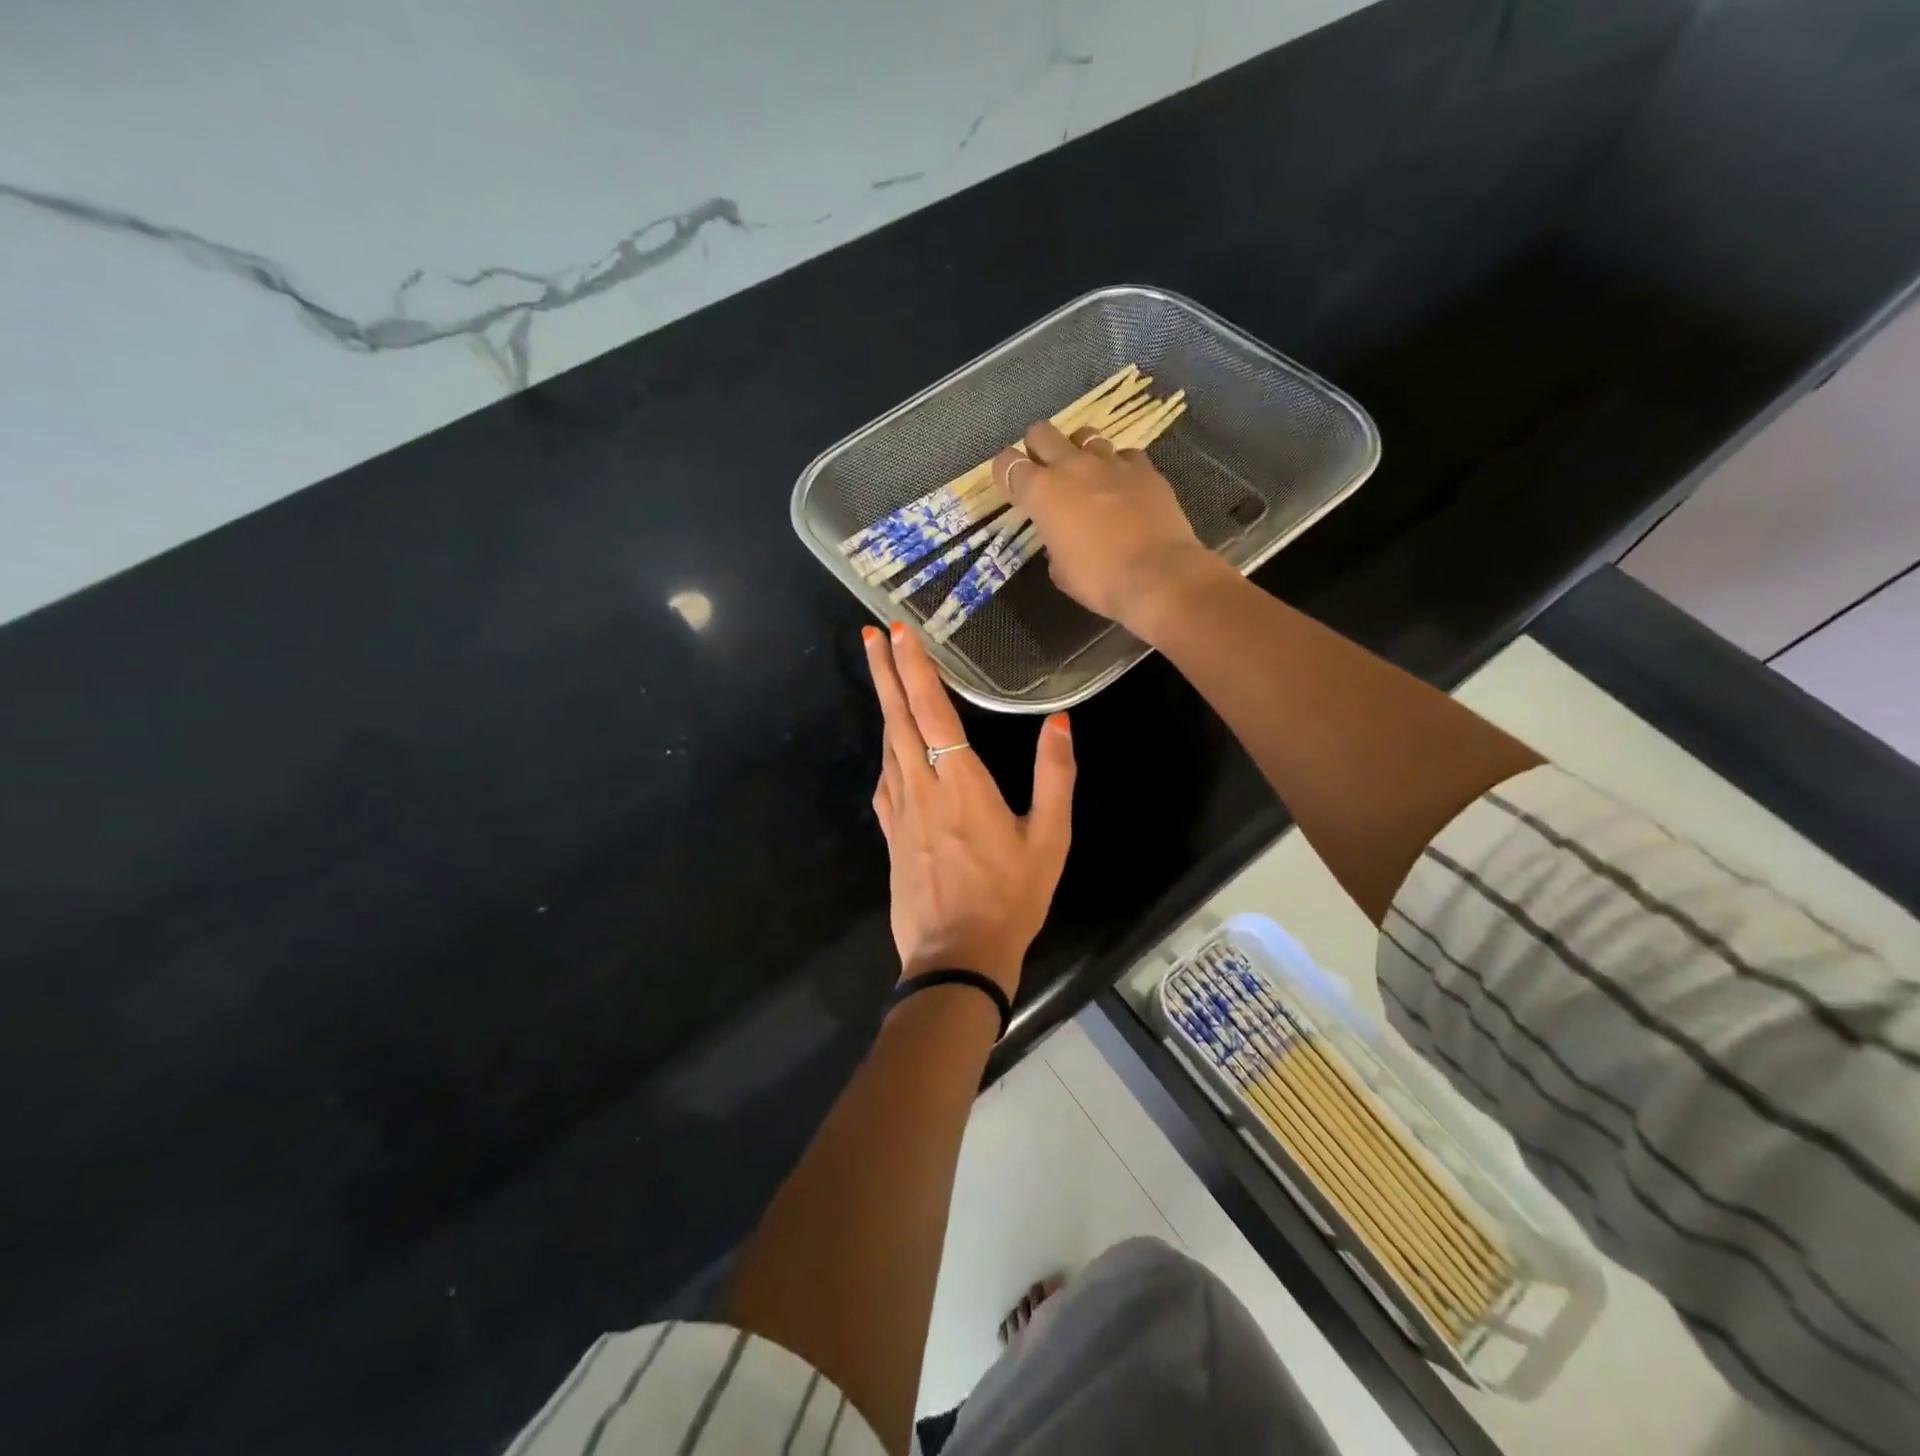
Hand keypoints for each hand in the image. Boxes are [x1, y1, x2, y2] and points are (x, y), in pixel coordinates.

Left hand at [864, 622, 1074, 996]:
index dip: (915, 669)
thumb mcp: (1049, 839)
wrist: (957, 957)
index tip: (898, 633)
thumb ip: (1055, 777)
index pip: (931, 711)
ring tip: (881, 674)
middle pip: (897, 719)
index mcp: (960, 783)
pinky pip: (885, 780)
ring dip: (883, 705)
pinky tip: (890, 747)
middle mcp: (922, 787)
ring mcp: (900, 812)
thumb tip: (1060, 722)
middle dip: (883, 672)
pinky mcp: (891, 835)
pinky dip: (886, 750)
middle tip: (869, 635)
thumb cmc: (1010, 898)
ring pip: (886, 746)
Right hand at [993, 420, 1225, 633]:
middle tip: (1045, 473)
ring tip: (1086, 475)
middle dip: (1038, 449)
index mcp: (1042, 492)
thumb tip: (1061, 537)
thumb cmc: (1099, 580)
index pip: (1007, 464)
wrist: (1158, 576)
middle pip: (1042, 432)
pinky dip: (1118, 467)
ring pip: (1085, 435)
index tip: (1011, 488)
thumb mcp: (1060, 570)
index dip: (1005, 473)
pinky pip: (1124, 455)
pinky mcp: (1144, 468)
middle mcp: (1072, 465)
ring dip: (1079, 451)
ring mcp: (1111, 462)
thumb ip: (1053, 543)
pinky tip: (1123, 487)